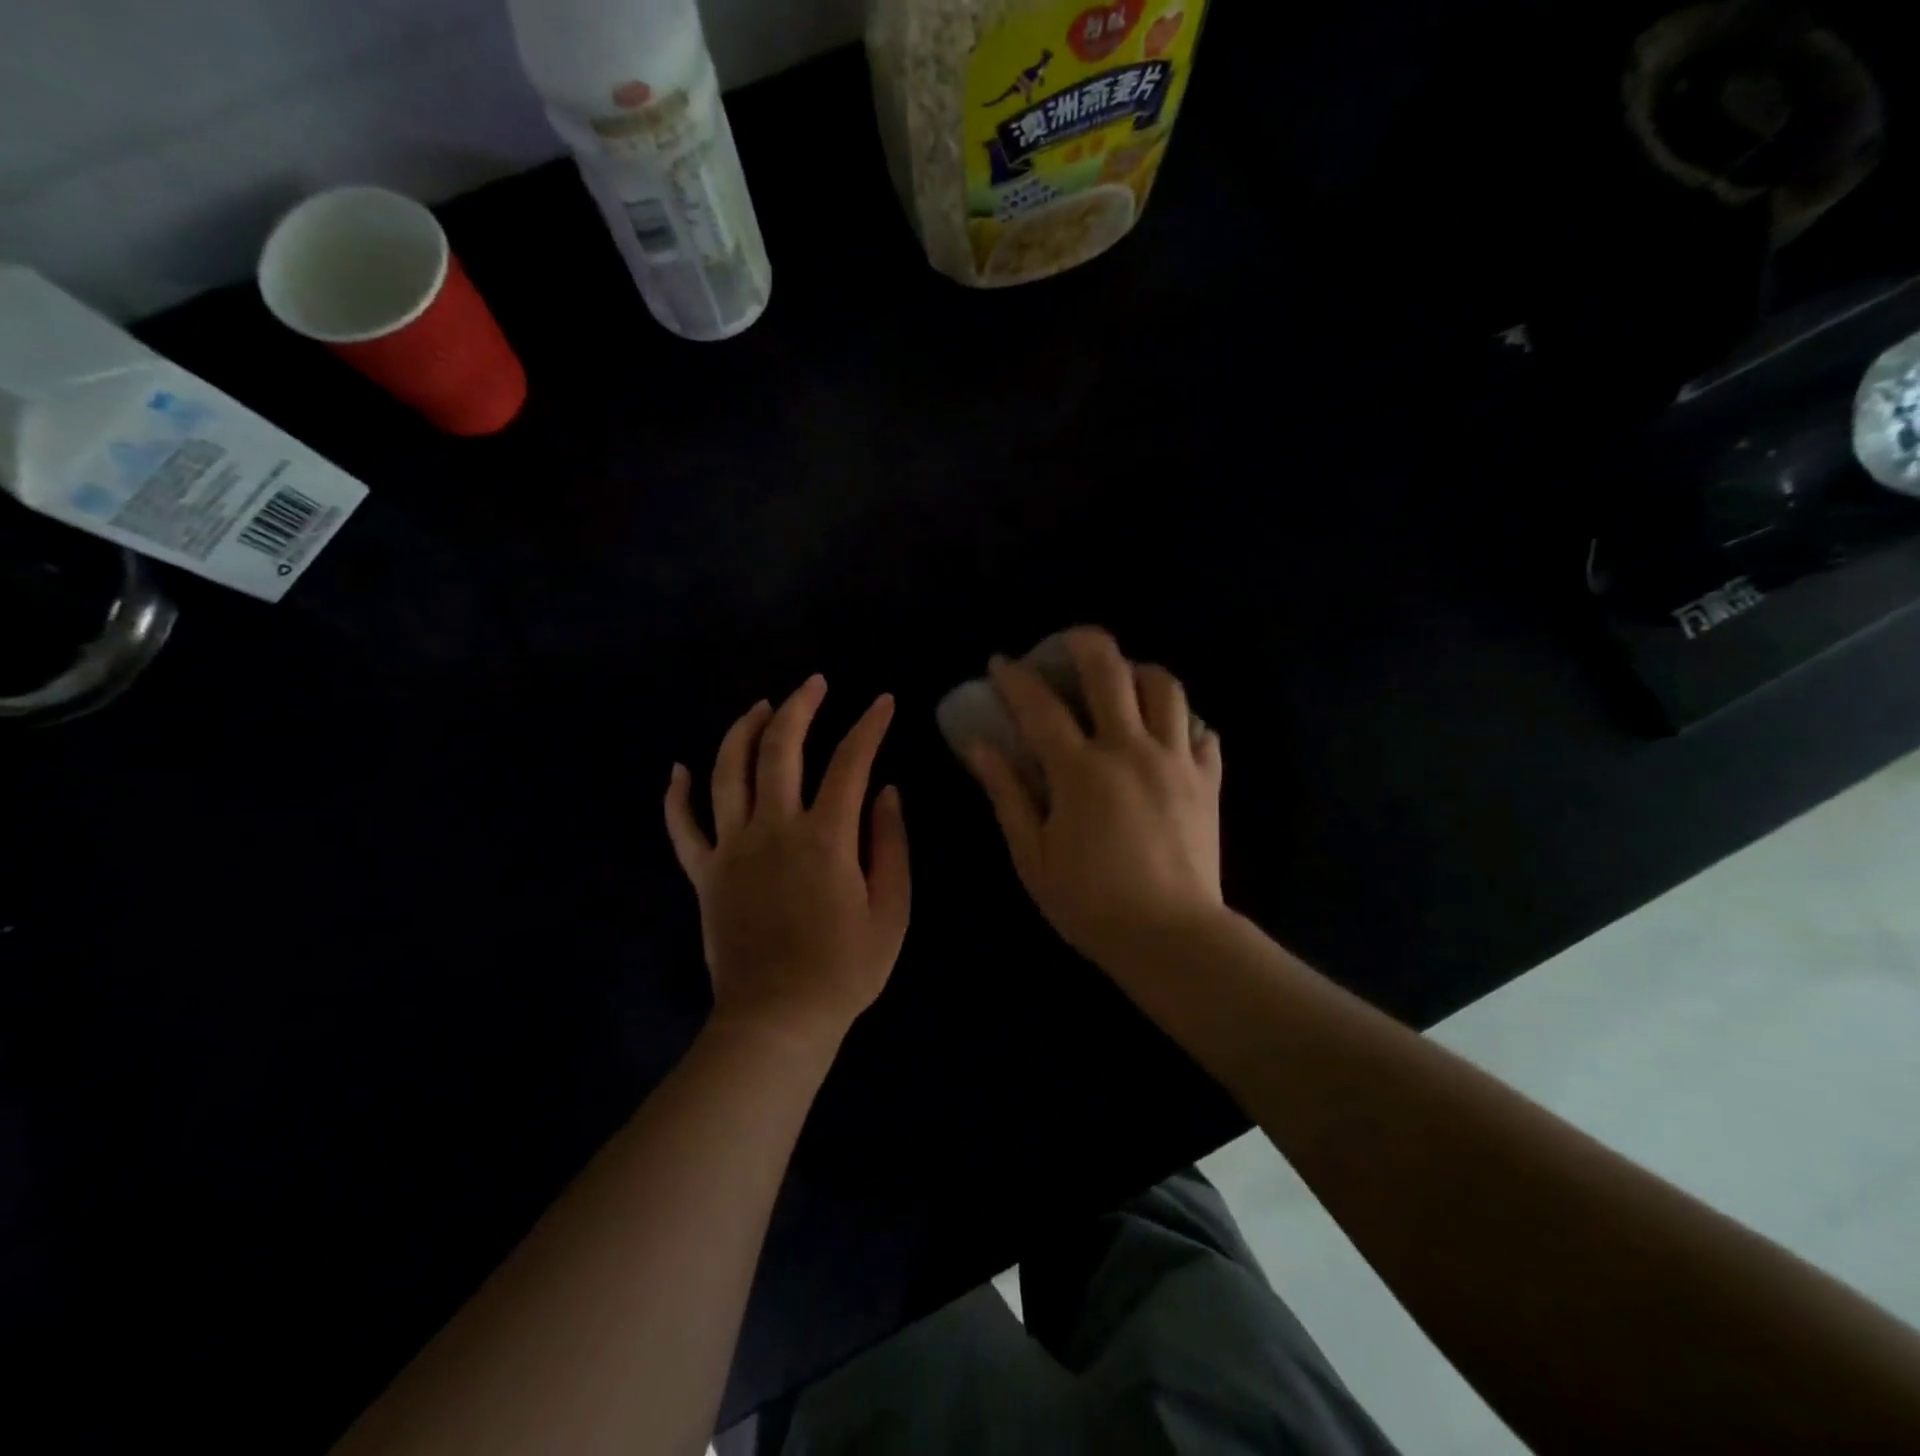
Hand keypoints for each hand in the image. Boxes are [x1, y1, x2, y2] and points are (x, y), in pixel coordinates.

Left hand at [664, 676, 909, 1047]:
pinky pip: (682, 826)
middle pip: (780, 749)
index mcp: (825, 838)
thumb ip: (890, 845)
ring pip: (727, 771)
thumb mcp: (891, 911)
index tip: (884, 702)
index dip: (870, 726)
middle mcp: (773, 829)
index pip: (850, 762)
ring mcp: (731, 849)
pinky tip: (679, 769)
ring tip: (761, 706)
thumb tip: (886, 792)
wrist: (778, 1020)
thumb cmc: (844, 969)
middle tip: (815, 684)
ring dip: (743, 730)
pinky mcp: (704, 874)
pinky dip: (677, 795)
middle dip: (800, 707)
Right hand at [962, 628, 1223, 967]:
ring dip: (1138, 672)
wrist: (1171, 938)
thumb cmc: (1090, 903)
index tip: (1000, 663)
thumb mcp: (1032, 855)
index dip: (1015, 678)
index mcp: (1080, 771)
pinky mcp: (1207, 780)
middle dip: (1083, 643)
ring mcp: (1175, 760)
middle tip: (1065, 644)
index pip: (1040, 706)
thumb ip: (1007, 793)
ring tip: (1121, 682)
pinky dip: (1181, 721)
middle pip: (1111, 670)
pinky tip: (1164, 733)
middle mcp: (1130, 749)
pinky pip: (1201, 731)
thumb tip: (979, 745)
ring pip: (1165, 687)